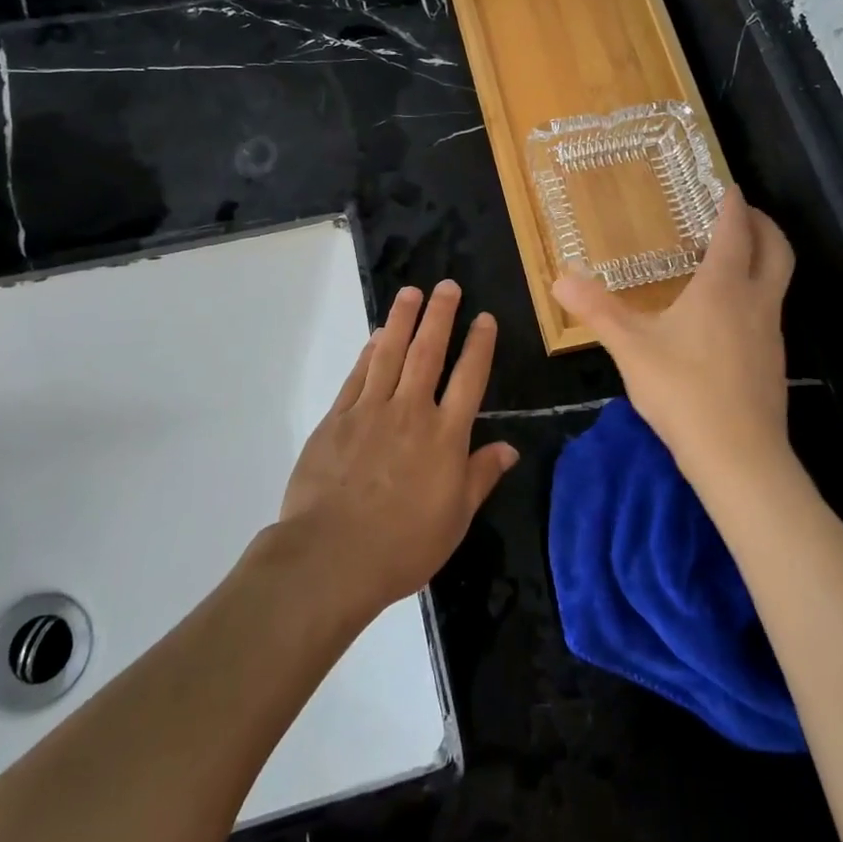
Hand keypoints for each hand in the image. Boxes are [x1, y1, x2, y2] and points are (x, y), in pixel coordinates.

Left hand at [278, 280, 517, 613]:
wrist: (332, 556)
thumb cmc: (403, 545)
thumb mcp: (455, 518)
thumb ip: (481, 476)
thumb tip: (510, 447)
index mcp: (445, 436)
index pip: (468, 378)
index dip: (479, 344)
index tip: (484, 318)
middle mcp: (411, 411)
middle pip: (429, 352)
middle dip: (440, 315)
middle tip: (447, 286)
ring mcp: (371, 410)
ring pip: (391, 353)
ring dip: (403, 320)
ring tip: (412, 292)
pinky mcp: (338, 418)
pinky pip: (358, 375)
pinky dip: (369, 352)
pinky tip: (377, 336)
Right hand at [553, 187, 794, 489]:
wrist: (739, 457)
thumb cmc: (683, 391)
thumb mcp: (631, 347)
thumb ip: (597, 310)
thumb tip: (559, 278)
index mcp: (722, 287)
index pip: (735, 232)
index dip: (733, 206)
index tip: (728, 187)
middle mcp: (755, 302)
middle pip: (777, 250)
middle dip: (763, 225)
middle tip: (741, 213)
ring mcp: (771, 333)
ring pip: (778, 281)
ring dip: (763, 258)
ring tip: (731, 259)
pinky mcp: (773, 361)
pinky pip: (769, 310)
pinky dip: (756, 292)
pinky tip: (727, 314)